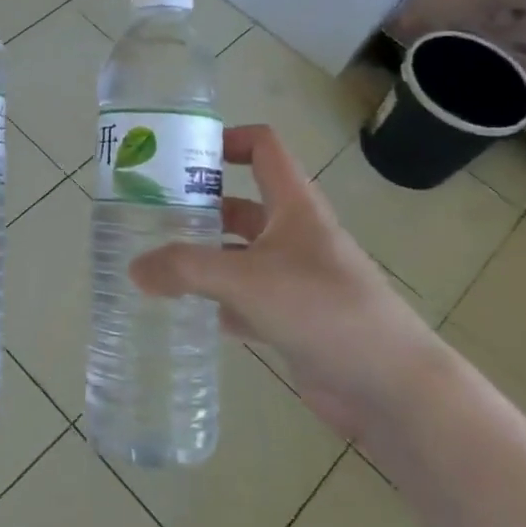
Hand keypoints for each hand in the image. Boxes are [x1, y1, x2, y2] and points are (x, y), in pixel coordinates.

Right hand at [128, 124, 446, 439]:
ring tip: (154, 261)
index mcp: (294, 206)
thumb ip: (185, 269)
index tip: (182, 155)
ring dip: (203, 256)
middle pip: (241, 204)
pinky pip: (244, 300)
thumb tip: (134, 269)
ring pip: (239, 254)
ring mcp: (294, 279)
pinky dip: (216, 302)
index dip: (227, 139)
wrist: (391, 387)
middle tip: (150, 214)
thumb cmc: (323, 309)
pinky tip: (184, 311)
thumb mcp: (246, 279)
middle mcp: (294, 235)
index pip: (263, 148)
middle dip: (198, 206)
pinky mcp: (292, 319)